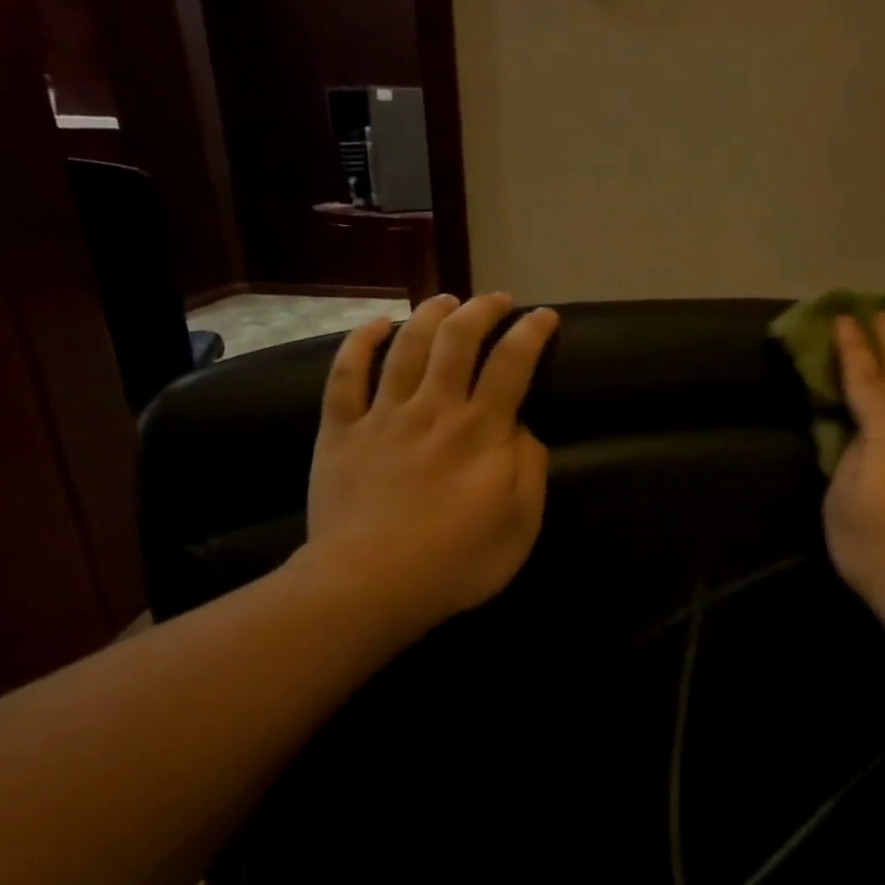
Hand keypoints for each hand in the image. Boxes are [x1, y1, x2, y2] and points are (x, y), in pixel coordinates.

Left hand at [291, 293, 557, 637]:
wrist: (369, 585)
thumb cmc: (456, 562)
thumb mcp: (521, 525)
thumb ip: (529, 469)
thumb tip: (522, 430)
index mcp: (481, 432)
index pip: (512, 365)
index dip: (531, 334)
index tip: (544, 317)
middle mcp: (433, 409)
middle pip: (457, 340)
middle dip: (482, 311)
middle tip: (497, 300)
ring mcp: (382, 416)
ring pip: (406, 346)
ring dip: (429, 316)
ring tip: (445, 300)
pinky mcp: (341, 431)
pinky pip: (345, 375)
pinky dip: (359, 343)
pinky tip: (375, 324)